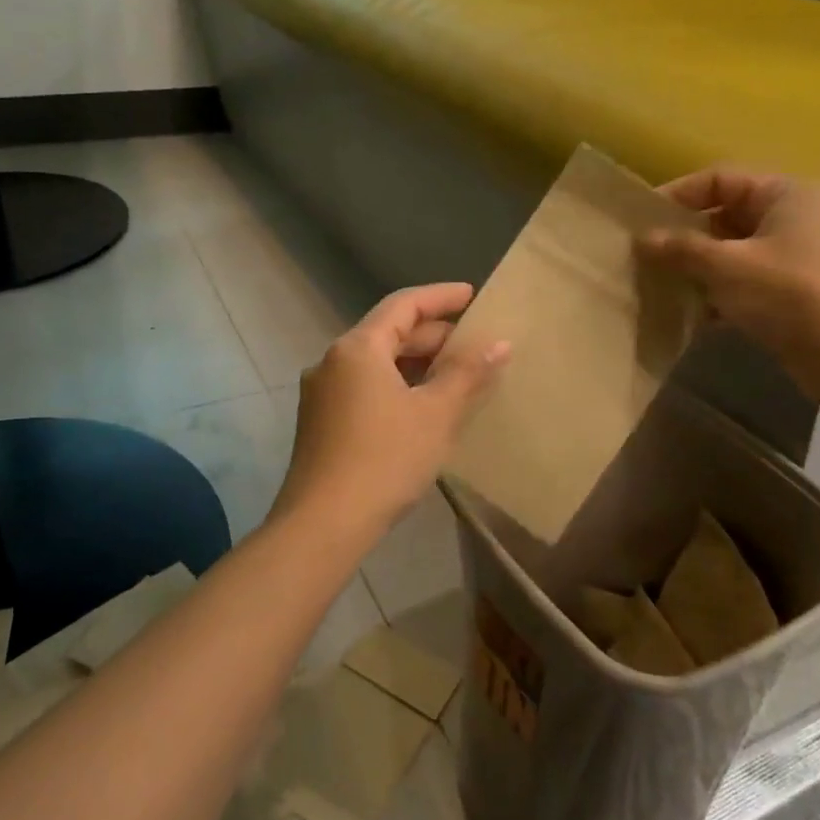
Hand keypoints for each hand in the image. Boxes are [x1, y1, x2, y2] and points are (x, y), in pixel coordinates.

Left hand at [274, 283, 509, 537]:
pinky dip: (395, 385)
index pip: (403, 305)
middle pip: (387, 332)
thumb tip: (499, 342)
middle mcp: (332, 361)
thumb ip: (468, 373)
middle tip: (472, 343)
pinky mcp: (320, 422)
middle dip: (431, 335)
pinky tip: (420, 407)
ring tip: (453, 375)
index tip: (472, 295)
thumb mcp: (435, 414)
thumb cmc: (385, 459)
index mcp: (357, 348)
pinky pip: (364, 387)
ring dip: (414, 363)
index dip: (440, 297)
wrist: (323, 524)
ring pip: (375, 363)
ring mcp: (321, 392)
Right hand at [639, 169, 819, 404]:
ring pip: (741, 251)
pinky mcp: (808, 291)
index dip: (678, 195)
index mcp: (788, 193)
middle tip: (653, 258)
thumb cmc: (790, 294)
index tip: (643, 222)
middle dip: (689, 237)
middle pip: (730, 215)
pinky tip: (701, 316)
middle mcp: (803, 215)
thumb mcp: (726, 267)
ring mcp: (809, 255)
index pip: (721, 179)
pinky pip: (755, 280)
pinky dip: (728, 292)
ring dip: (705, 268)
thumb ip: (681, 249)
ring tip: (671, 288)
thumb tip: (642, 238)